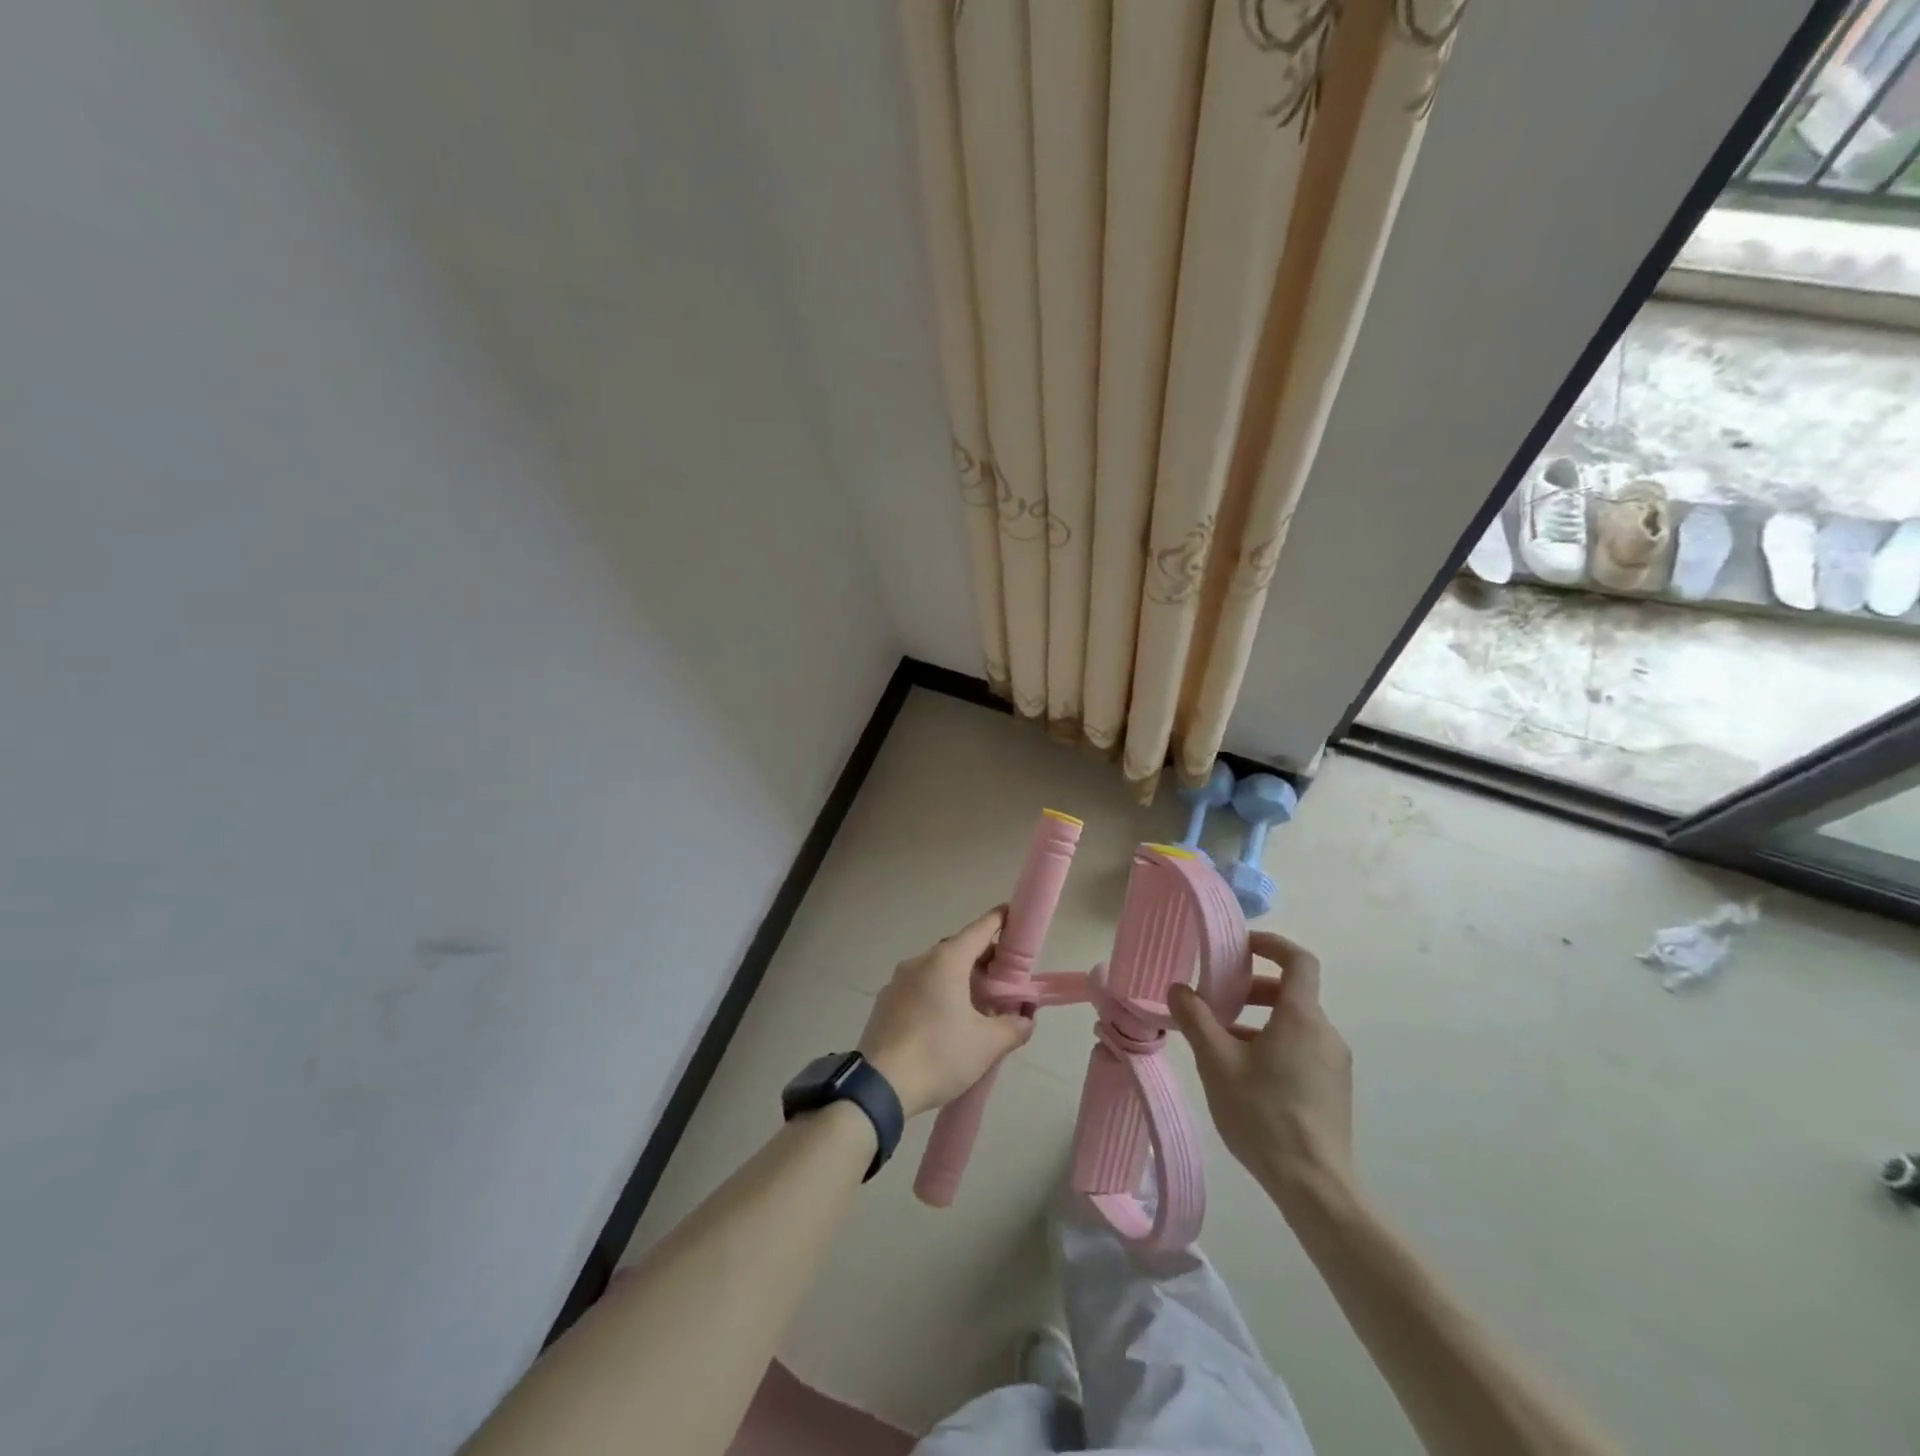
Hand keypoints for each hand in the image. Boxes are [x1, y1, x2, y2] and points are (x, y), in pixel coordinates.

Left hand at [857, 907, 1034, 1119]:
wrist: (878, 1087)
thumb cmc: (938, 1055)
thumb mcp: (987, 1045)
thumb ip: (1013, 1026)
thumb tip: (1024, 1018)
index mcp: (945, 961)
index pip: (979, 929)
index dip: (999, 920)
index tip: (1014, 916)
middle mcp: (919, 962)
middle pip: (958, 949)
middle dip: (983, 958)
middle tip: (1004, 979)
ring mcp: (897, 981)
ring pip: (937, 969)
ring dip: (960, 978)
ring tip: (978, 1005)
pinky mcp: (885, 1002)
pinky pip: (919, 987)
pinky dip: (938, 993)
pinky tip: (947, 1021)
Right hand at [1168, 930, 1353, 1212]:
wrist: (1315, 1187)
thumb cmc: (1263, 1115)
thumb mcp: (1217, 1062)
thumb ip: (1196, 1019)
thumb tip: (1179, 989)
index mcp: (1302, 1017)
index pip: (1299, 961)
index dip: (1271, 945)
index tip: (1241, 947)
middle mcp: (1325, 1033)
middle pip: (1292, 993)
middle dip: (1253, 988)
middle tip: (1218, 1000)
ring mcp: (1334, 1064)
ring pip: (1295, 1024)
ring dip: (1259, 1020)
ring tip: (1222, 1041)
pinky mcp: (1334, 1090)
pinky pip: (1302, 1049)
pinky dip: (1273, 1043)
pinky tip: (1245, 1073)